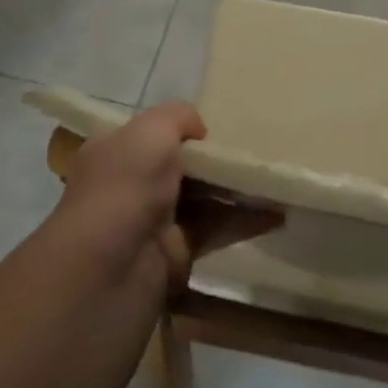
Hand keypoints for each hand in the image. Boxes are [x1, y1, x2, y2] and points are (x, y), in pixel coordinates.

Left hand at [56, 103, 280, 285]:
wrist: (108, 271)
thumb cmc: (126, 188)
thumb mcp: (150, 131)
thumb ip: (178, 117)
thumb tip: (200, 130)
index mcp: (116, 152)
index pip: (152, 135)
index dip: (185, 130)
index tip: (223, 128)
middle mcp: (131, 185)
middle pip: (183, 167)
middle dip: (218, 161)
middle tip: (261, 153)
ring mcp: (153, 221)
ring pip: (203, 199)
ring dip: (238, 191)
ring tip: (278, 182)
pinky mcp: (176, 254)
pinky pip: (215, 230)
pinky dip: (244, 222)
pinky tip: (278, 215)